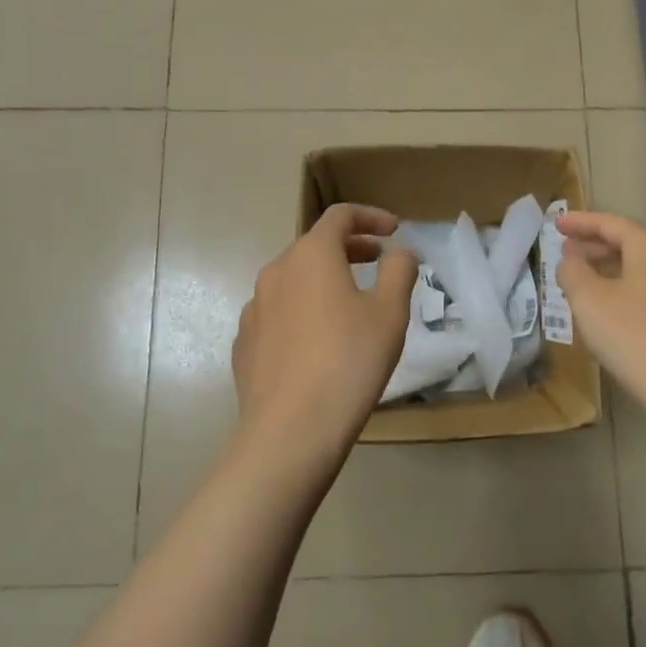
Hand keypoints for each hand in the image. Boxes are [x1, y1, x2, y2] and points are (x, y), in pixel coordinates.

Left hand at [231, 204, 417, 469]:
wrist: (290, 431)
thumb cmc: (349, 361)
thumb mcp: (390, 312)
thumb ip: (399, 271)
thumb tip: (400, 252)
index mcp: (311, 255)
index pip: (340, 216)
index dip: (371, 217)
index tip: (394, 230)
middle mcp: (276, 272)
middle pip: (315, 245)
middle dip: (350, 247)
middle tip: (378, 260)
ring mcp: (254, 308)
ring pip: (294, 280)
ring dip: (324, 280)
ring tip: (351, 302)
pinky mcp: (245, 343)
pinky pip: (279, 313)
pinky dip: (303, 310)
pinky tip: (318, 341)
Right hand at [556, 211, 645, 426]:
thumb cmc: (637, 339)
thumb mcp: (589, 302)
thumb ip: (573, 272)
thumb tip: (572, 261)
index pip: (611, 223)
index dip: (580, 222)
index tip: (557, 223)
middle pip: (632, 245)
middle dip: (597, 248)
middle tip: (569, 253)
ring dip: (615, 273)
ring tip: (589, 284)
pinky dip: (633, 294)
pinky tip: (619, 315)